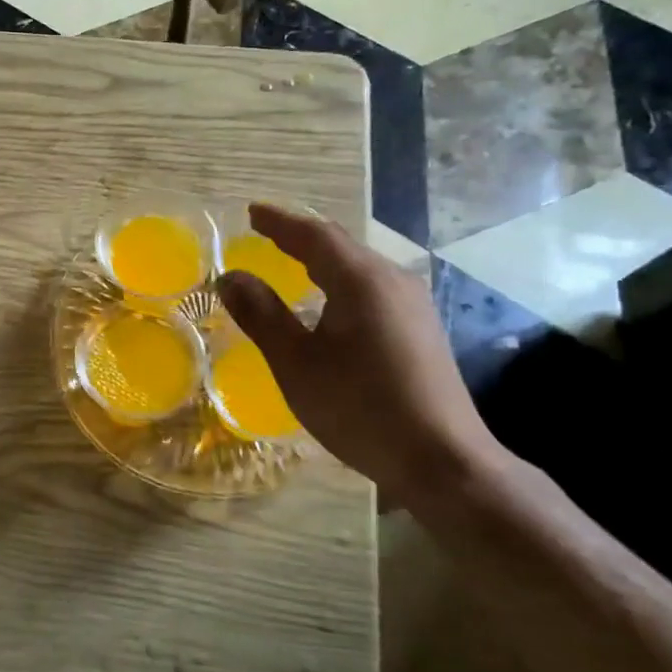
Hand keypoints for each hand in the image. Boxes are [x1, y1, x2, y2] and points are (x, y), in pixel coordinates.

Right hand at [216, 204, 509, 501]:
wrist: (440, 459)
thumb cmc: (359, 407)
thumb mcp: (296, 363)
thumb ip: (262, 315)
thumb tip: (230, 276)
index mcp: (361, 280)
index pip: (314, 235)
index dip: (279, 222)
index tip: (252, 212)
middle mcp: (392, 281)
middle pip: (340, 246)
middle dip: (300, 236)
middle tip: (266, 232)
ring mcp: (412, 305)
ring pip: (359, 267)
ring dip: (322, 259)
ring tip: (291, 260)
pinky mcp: (420, 329)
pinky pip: (372, 288)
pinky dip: (340, 281)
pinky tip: (330, 302)